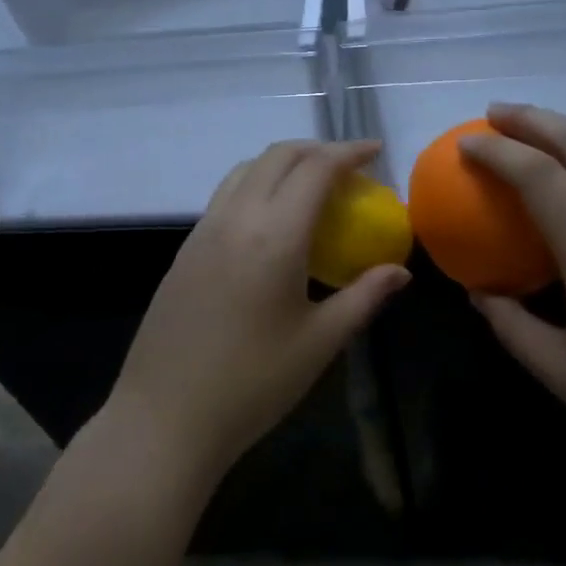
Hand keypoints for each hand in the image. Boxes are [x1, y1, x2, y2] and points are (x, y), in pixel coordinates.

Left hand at [107, 140, 410, 484]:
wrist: (165, 416)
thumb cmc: (253, 384)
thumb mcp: (320, 342)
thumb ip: (363, 297)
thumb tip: (400, 271)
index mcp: (275, 234)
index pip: (316, 169)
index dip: (348, 152)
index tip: (375, 151)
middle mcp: (237, 217)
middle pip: (278, 156)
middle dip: (317, 149)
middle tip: (349, 167)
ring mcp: (204, 229)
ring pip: (247, 169)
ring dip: (283, 162)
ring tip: (311, 185)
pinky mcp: (186, 248)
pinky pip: (227, 194)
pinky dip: (257, 184)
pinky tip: (271, 220)